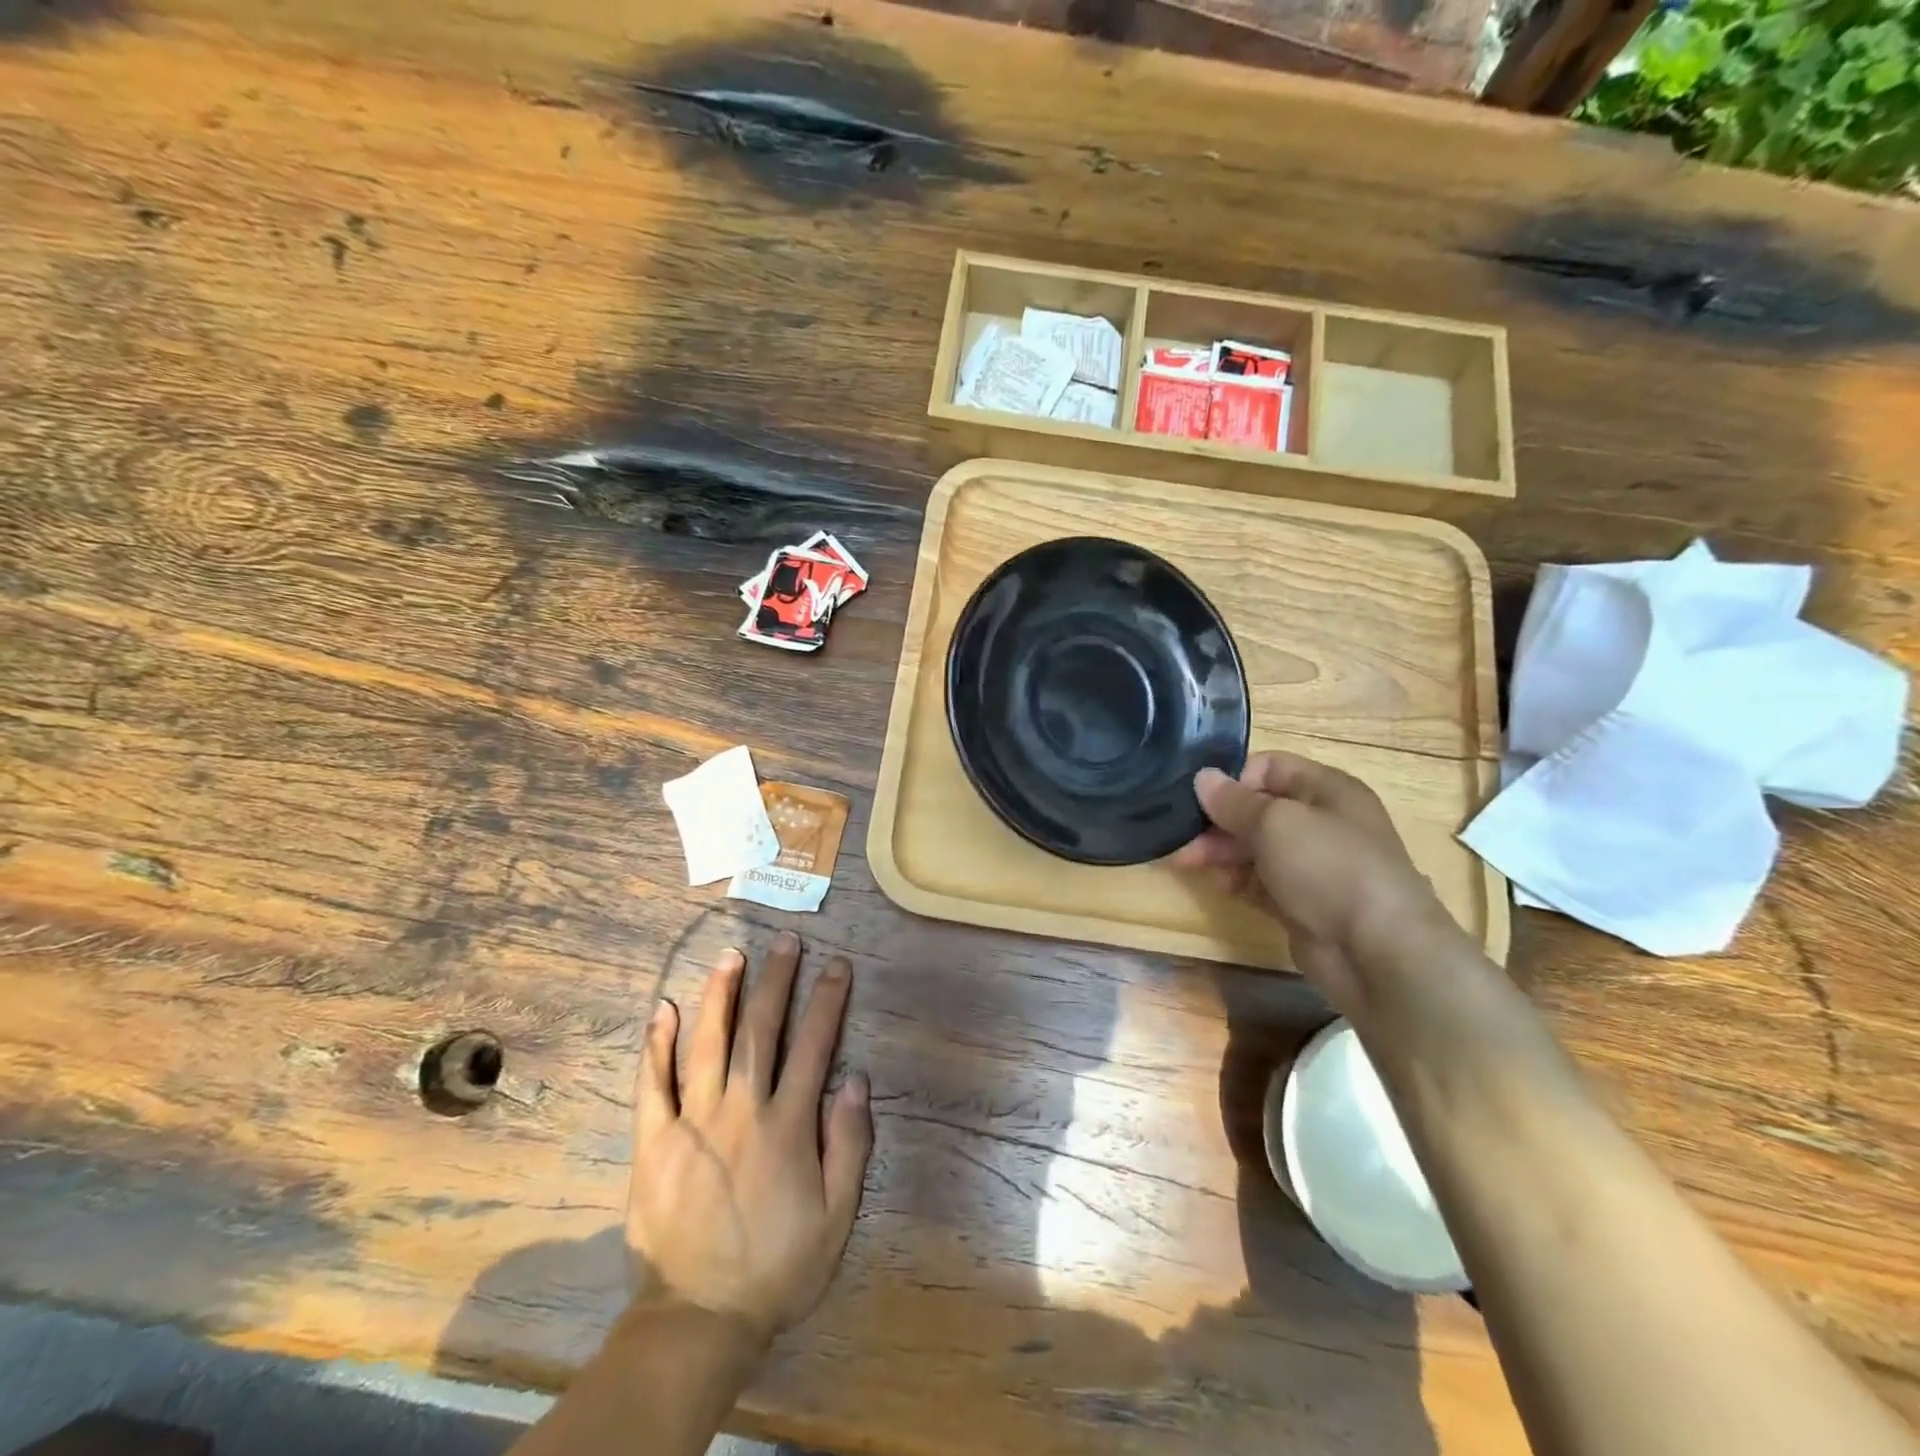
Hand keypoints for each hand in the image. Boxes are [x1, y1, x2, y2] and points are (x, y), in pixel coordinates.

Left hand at [628, 932, 872, 1346]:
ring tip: (731, 956)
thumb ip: (849, 1144)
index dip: (827, 1000)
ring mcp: (693, 1121)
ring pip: (709, 1043)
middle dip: (776, 981)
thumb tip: (856, 1078)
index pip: (813, 1045)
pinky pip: (653, 1084)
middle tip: (785, 941)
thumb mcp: (837, 1216)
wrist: (698, 1319)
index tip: (836, 964)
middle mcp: (742, 1109)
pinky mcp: (654, 1142)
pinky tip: (664, 1009)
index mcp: (788, 1124)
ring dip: (721, 995)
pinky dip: (658, 1044)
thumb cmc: (777, 1267)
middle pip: (761, 1030)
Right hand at [1171, 752, 1449, 1012]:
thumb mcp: (1275, 822)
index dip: (1233, 778)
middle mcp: (1320, 822)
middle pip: (1257, 809)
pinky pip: (1260, 882)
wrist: (1377, 951)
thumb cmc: (1328, 867)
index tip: (1198, 797)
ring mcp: (1312, 865)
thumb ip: (1233, 801)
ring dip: (1220, 851)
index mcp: (1326, 790)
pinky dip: (1237, 880)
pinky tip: (1217, 884)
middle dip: (1217, 820)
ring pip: (1254, 847)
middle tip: (1181, 834)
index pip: (1269, 767)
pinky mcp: (1301, 902)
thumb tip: (1202, 778)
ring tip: (1186, 860)